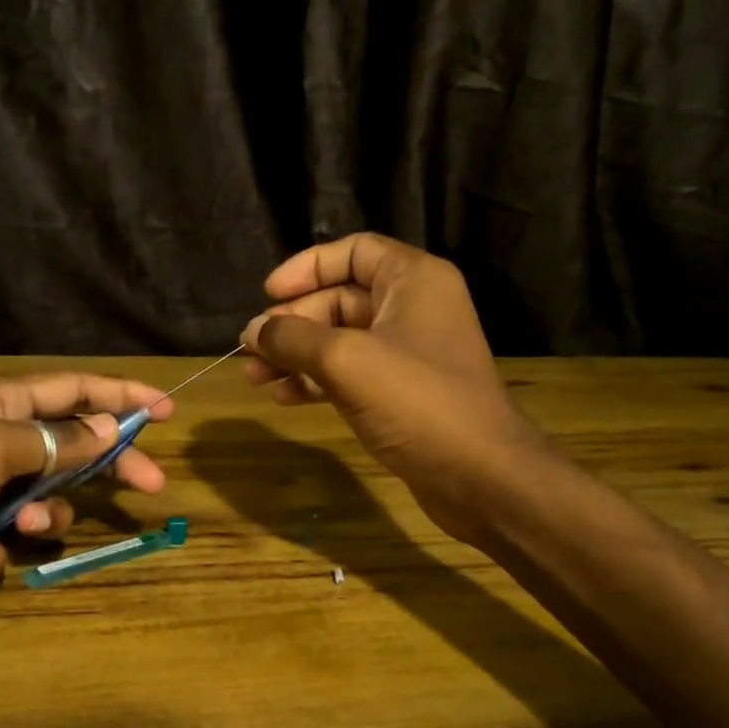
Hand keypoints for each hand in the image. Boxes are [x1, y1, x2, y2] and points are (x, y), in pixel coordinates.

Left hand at [0, 373, 170, 604]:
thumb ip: (53, 442)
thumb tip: (107, 428)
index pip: (74, 391)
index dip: (121, 398)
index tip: (166, 411)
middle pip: (68, 452)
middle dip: (105, 468)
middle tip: (150, 486)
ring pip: (36, 508)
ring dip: (37, 520)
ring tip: (15, 525)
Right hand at [241, 234, 546, 545]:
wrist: (479, 474)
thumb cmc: (416, 401)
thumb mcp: (345, 360)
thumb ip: (293, 338)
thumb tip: (252, 331)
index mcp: (413, 280)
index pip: (352, 252)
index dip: (306, 268)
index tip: (267, 295)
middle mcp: (413, 308)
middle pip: (339, 300)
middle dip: (292, 324)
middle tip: (250, 349)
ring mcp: (408, 353)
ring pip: (340, 341)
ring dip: (297, 356)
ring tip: (255, 379)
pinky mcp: (402, 393)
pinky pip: (350, 374)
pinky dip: (317, 381)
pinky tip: (285, 397)